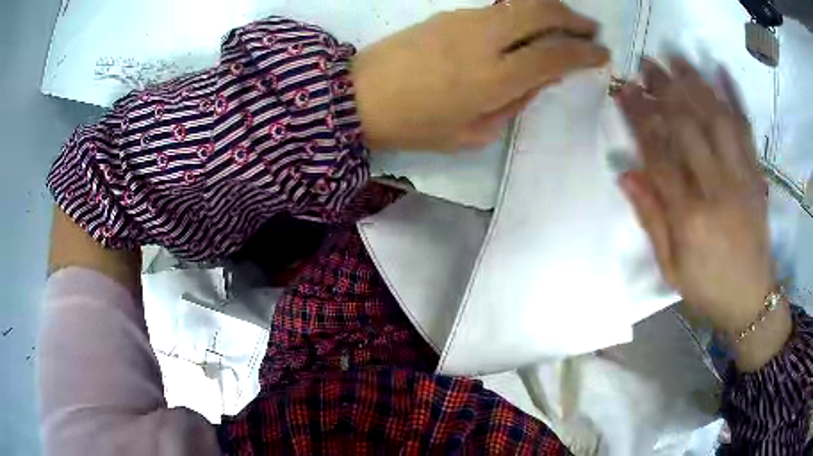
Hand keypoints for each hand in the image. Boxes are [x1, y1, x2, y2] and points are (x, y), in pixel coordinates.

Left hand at [351, 0, 608, 150]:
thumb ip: (514, 104)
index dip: (584, 52)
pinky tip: (526, 25)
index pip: (554, 54)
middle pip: (541, 12)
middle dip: (573, 18)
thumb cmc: (415, 125)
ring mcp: (465, 20)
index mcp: (494, 78)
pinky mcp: (448, 13)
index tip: (602, 53)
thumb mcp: (473, 134)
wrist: (358, 96)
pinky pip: (497, 8)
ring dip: (549, 9)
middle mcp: (485, 39)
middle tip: (590, 29)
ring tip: (565, 22)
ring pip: (519, 3)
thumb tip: (540, 78)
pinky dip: (522, 12)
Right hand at [616, 58, 788, 359]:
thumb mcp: (670, 267)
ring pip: (716, 119)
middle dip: (664, 90)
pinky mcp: (756, 175)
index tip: (624, 91)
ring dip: (694, 83)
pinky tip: (721, 72)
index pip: (659, 155)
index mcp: (689, 217)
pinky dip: (735, 98)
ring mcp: (741, 178)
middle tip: (645, 64)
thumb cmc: (707, 289)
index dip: (640, 118)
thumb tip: (625, 174)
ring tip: (675, 58)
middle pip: (688, 127)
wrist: (751, 299)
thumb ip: (650, 219)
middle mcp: (716, 189)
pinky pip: (746, 130)